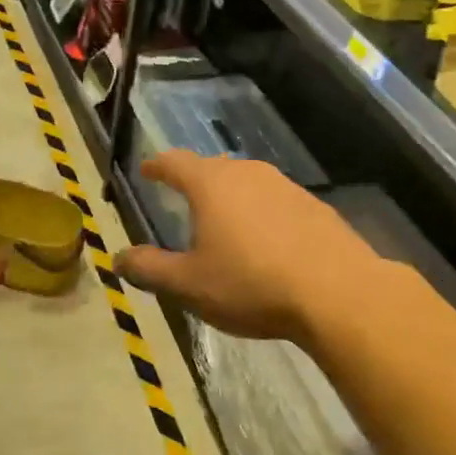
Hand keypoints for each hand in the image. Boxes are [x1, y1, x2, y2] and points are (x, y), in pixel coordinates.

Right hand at [113, 152, 379, 343]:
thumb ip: (150, 269)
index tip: (147, 170)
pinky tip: (266, 242)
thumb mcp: (189, 284)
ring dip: (231, 198)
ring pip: (247, 183)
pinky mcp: (314, 206)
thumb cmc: (251, 284)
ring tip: (224, 223)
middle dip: (195, 182)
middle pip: (213, 169)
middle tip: (184, 200)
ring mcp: (286, 186)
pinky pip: (275, 202)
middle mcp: (248, 173)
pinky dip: (261, 214)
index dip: (157, 166)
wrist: (338, 292)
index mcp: (211, 185)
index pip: (174, 162)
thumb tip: (118, 257)